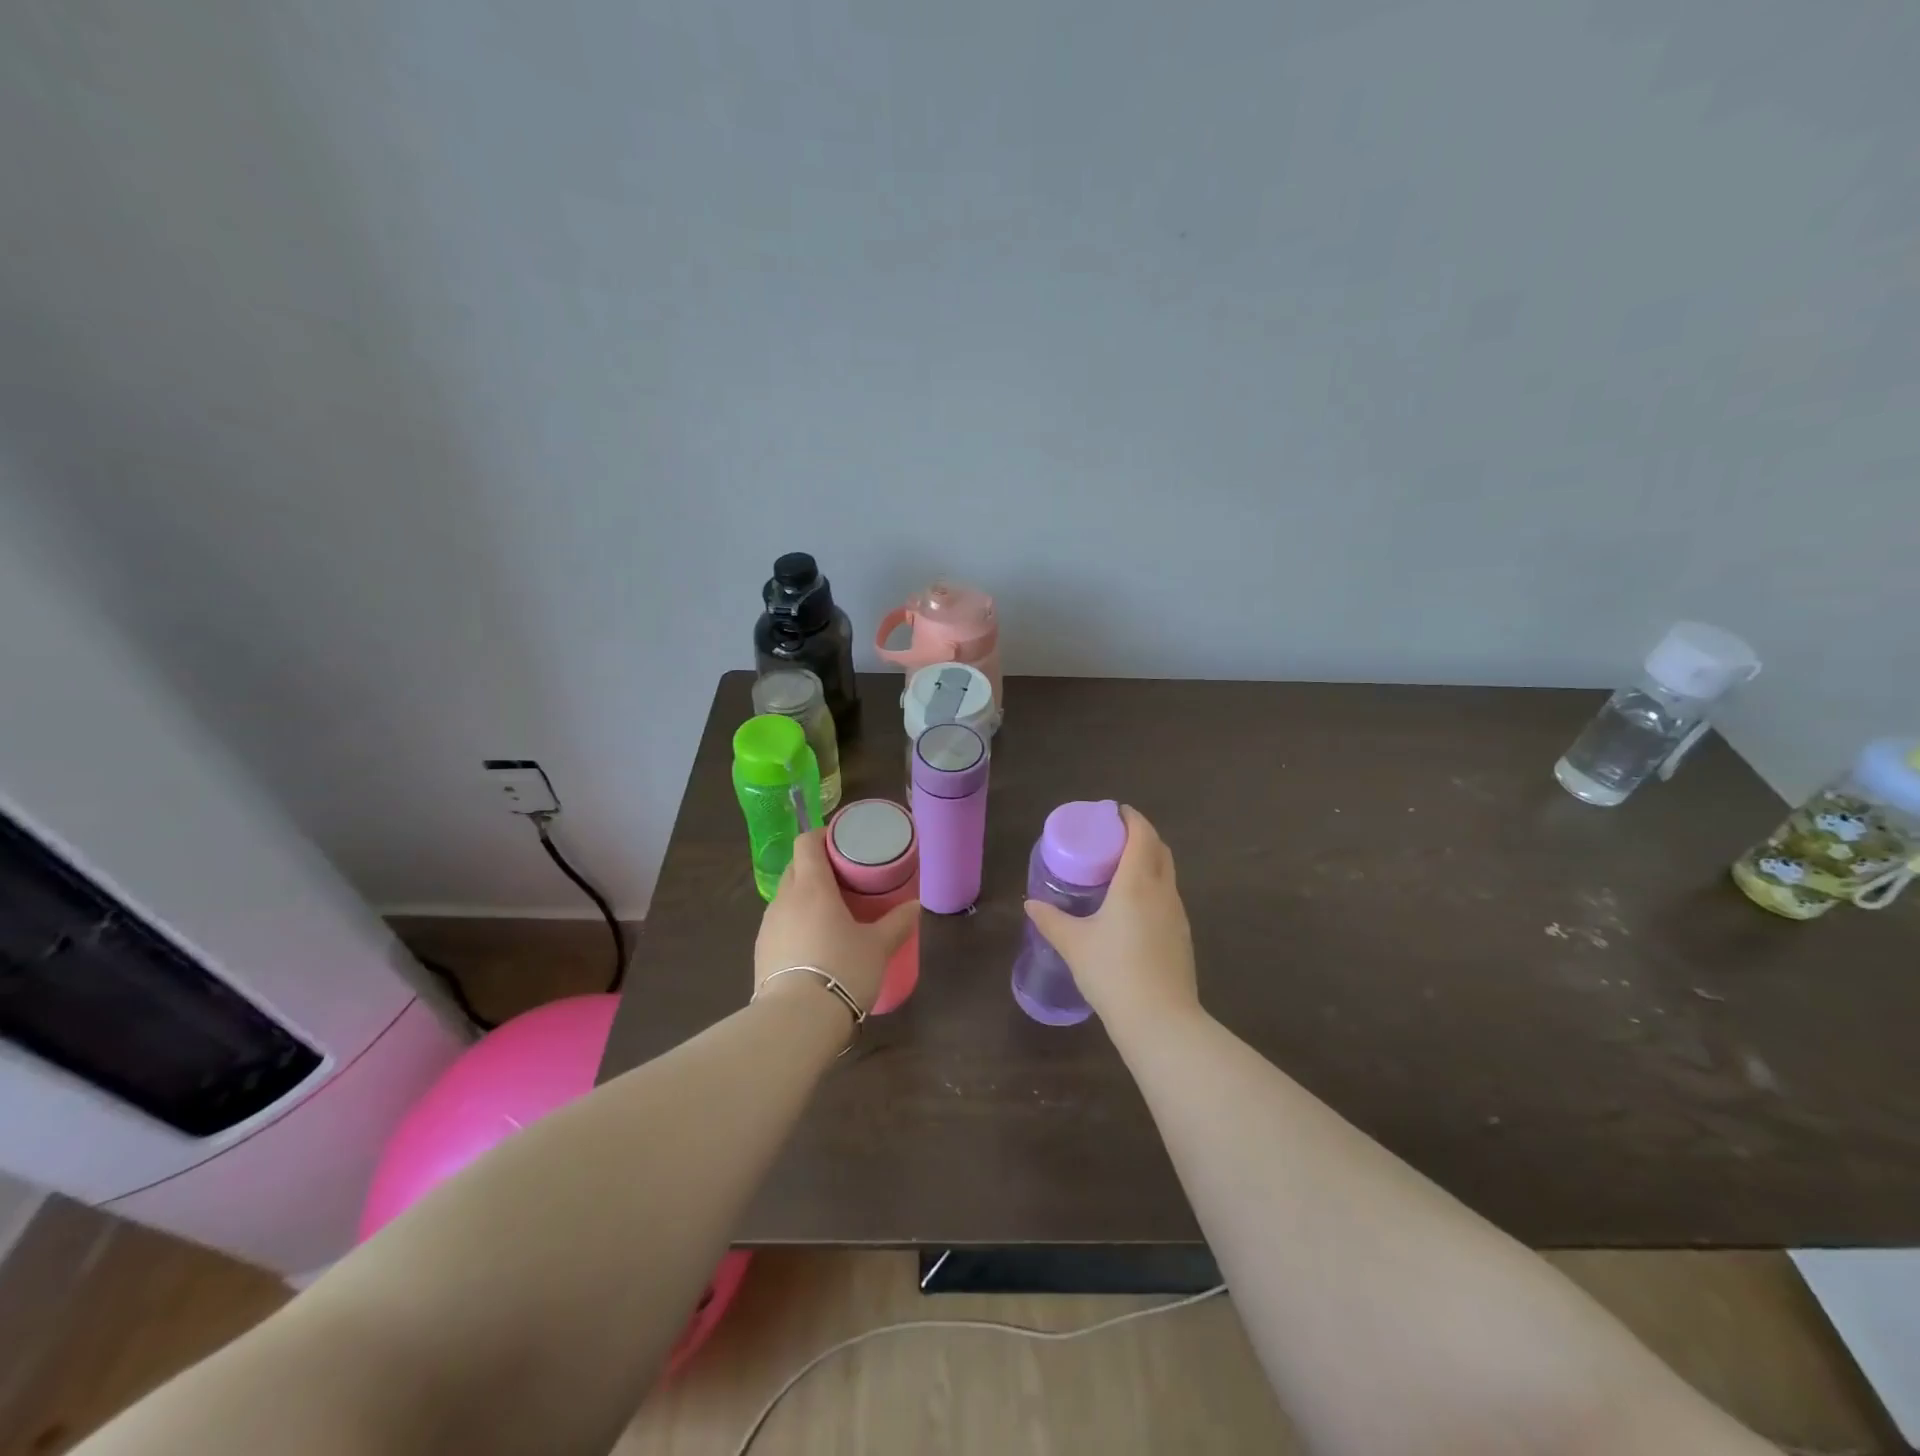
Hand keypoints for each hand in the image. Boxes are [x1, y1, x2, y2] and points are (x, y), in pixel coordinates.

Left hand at [755, 830, 918, 1013]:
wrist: (796, 1022)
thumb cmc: (842, 970)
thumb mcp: (879, 946)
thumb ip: (898, 922)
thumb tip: (915, 906)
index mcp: (812, 886)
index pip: (807, 843)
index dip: (823, 836)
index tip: (842, 841)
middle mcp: (784, 899)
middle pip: (796, 868)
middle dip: (816, 866)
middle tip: (844, 878)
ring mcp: (768, 927)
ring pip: (786, 898)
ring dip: (805, 897)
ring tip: (830, 913)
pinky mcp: (761, 953)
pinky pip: (780, 925)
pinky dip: (796, 924)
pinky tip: (814, 945)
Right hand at [1023, 805, 1198, 1034]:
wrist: (1160, 1021)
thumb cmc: (1113, 972)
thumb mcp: (1074, 944)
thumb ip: (1051, 920)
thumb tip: (1030, 904)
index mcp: (1137, 882)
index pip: (1142, 835)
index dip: (1131, 818)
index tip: (1114, 813)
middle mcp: (1162, 891)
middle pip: (1159, 849)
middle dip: (1141, 836)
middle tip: (1113, 838)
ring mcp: (1177, 914)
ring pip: (1167, 874)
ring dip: (1149, 861)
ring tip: (1121, 869)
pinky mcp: (1182, 936)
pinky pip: (1168, 897)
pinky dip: (1153, 886)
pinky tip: (1133, 906)